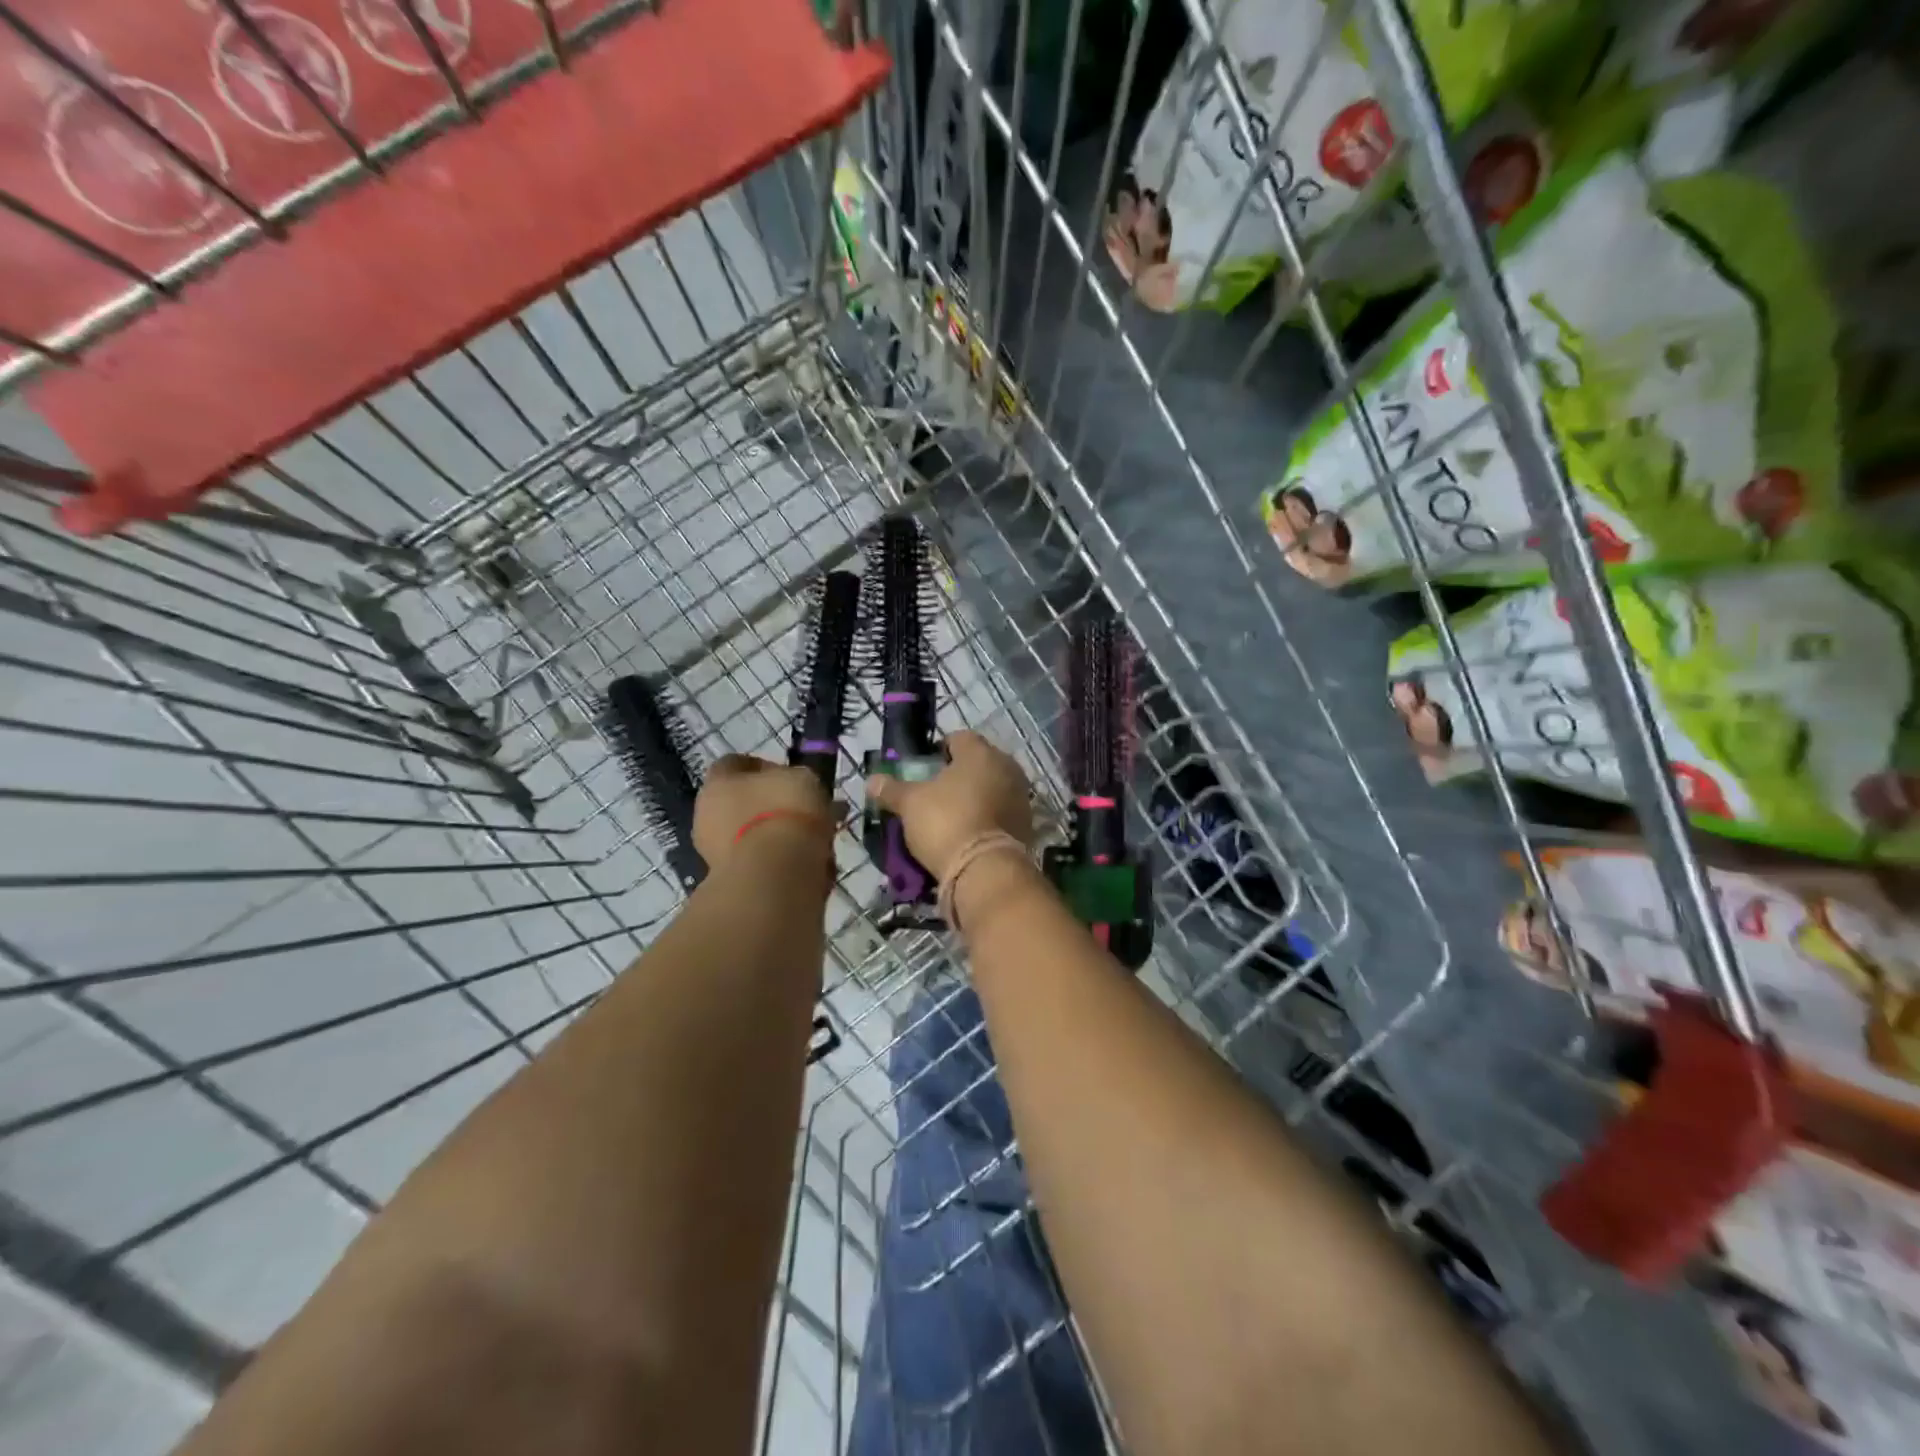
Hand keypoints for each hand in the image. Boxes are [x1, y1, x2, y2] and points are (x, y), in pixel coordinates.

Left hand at [693, 755, 835, 868]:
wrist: (773, 874)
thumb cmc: (784, 812)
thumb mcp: (803, 778)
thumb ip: (795, 778)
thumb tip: (795, 786)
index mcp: (717, 781)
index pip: (735, 763)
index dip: (763, 767)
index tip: (789, 777)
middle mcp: (706, 813)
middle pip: (740, 802)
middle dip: (769, 805)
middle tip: (802, 811)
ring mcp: (713, 850)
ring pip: (750, 835)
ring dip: (774, 836)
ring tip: (811, 842)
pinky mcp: (728, 880)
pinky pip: (757, 863)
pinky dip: (777, 862)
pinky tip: (802, 865)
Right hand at [864, 730, 1033, 880]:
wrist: (985, 870)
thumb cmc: (946, 822)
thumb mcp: (910, 804)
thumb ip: (891, 789)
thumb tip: (872, 780)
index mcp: (980, 752)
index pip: (958, 738)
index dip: (939, 750)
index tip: (924, 769)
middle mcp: (1007, 767)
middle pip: (978, 763)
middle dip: (959, 775)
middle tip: (935, 794)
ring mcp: (1021, 797)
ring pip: (992, 788)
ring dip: (975, 797)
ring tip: (952, 817)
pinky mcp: (1027, 825)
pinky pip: (1001, 813)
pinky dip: (987, 819)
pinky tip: (970, 834)